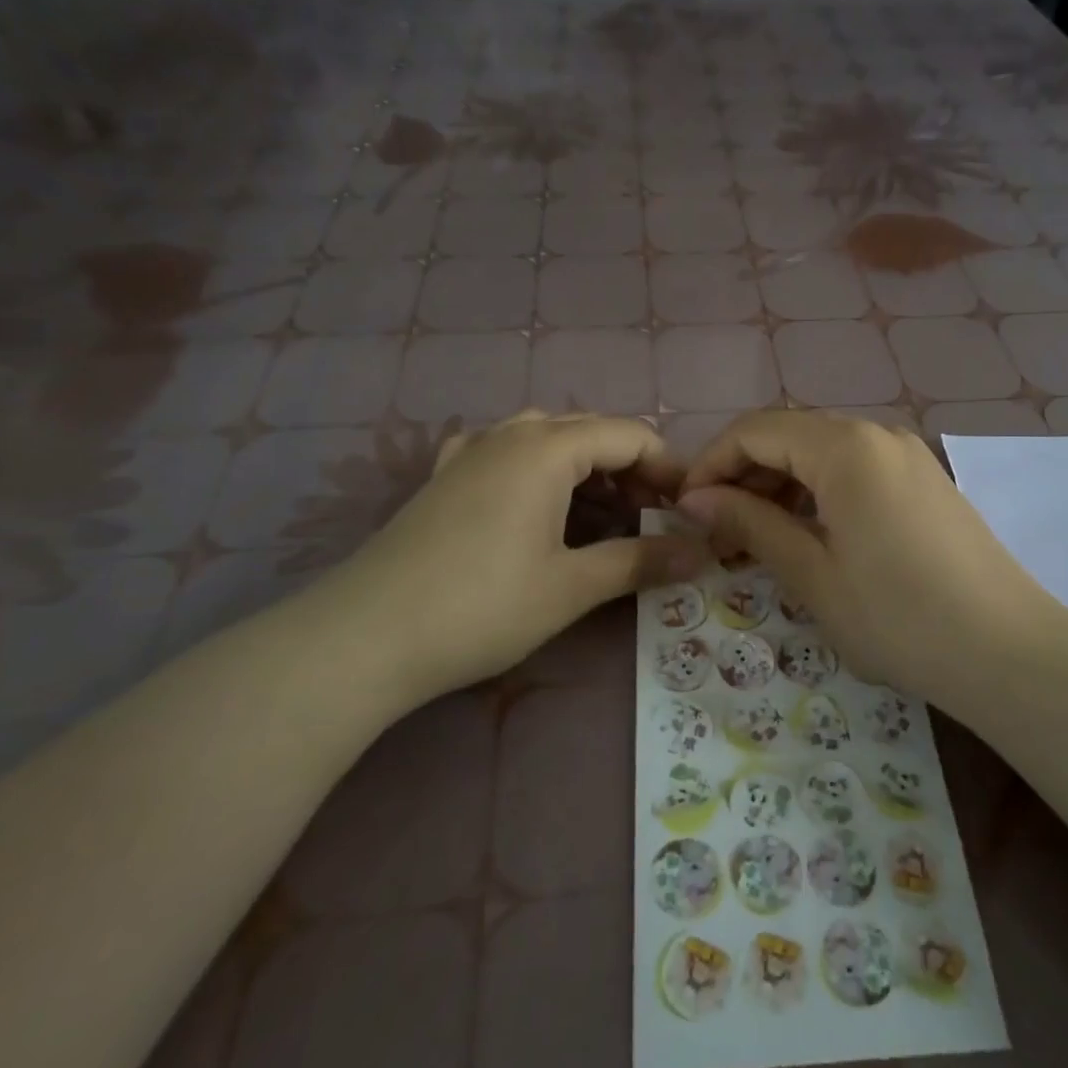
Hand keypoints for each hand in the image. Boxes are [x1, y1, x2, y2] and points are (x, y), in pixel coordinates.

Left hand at [319, 412, 700, 705]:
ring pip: (547, 439)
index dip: (668, 468)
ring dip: (585, 468)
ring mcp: (470, 452)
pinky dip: (537, 470)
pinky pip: (505, 453)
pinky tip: (534, 503)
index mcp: (547, 448)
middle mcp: (510, 434)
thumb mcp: (572, 586)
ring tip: (602, 515)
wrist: (365, 636)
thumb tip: (702, 553)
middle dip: (630, 469)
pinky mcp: (444, 477)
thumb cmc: (482, 606)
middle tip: (652, 518)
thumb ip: (641, 561)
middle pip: (590, 431)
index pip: (630, 435)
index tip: (690, 510)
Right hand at [677, 411, 1057, 720]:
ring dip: (779, 485)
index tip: (685, 510)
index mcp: (845, 447)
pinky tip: (806, 535)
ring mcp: (907, 455)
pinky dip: (817, 493)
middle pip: (788, 435)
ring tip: (755, 538)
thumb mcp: (812, 574)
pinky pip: (854, 470)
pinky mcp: (924, 481)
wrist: (1009, 653)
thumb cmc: (899, 617)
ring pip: (821, 452)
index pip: (755, 431)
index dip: (711, 464)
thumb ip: (750, 524)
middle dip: (743, 475)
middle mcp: (877, 435)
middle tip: (716, 531)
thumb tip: (695, 499)